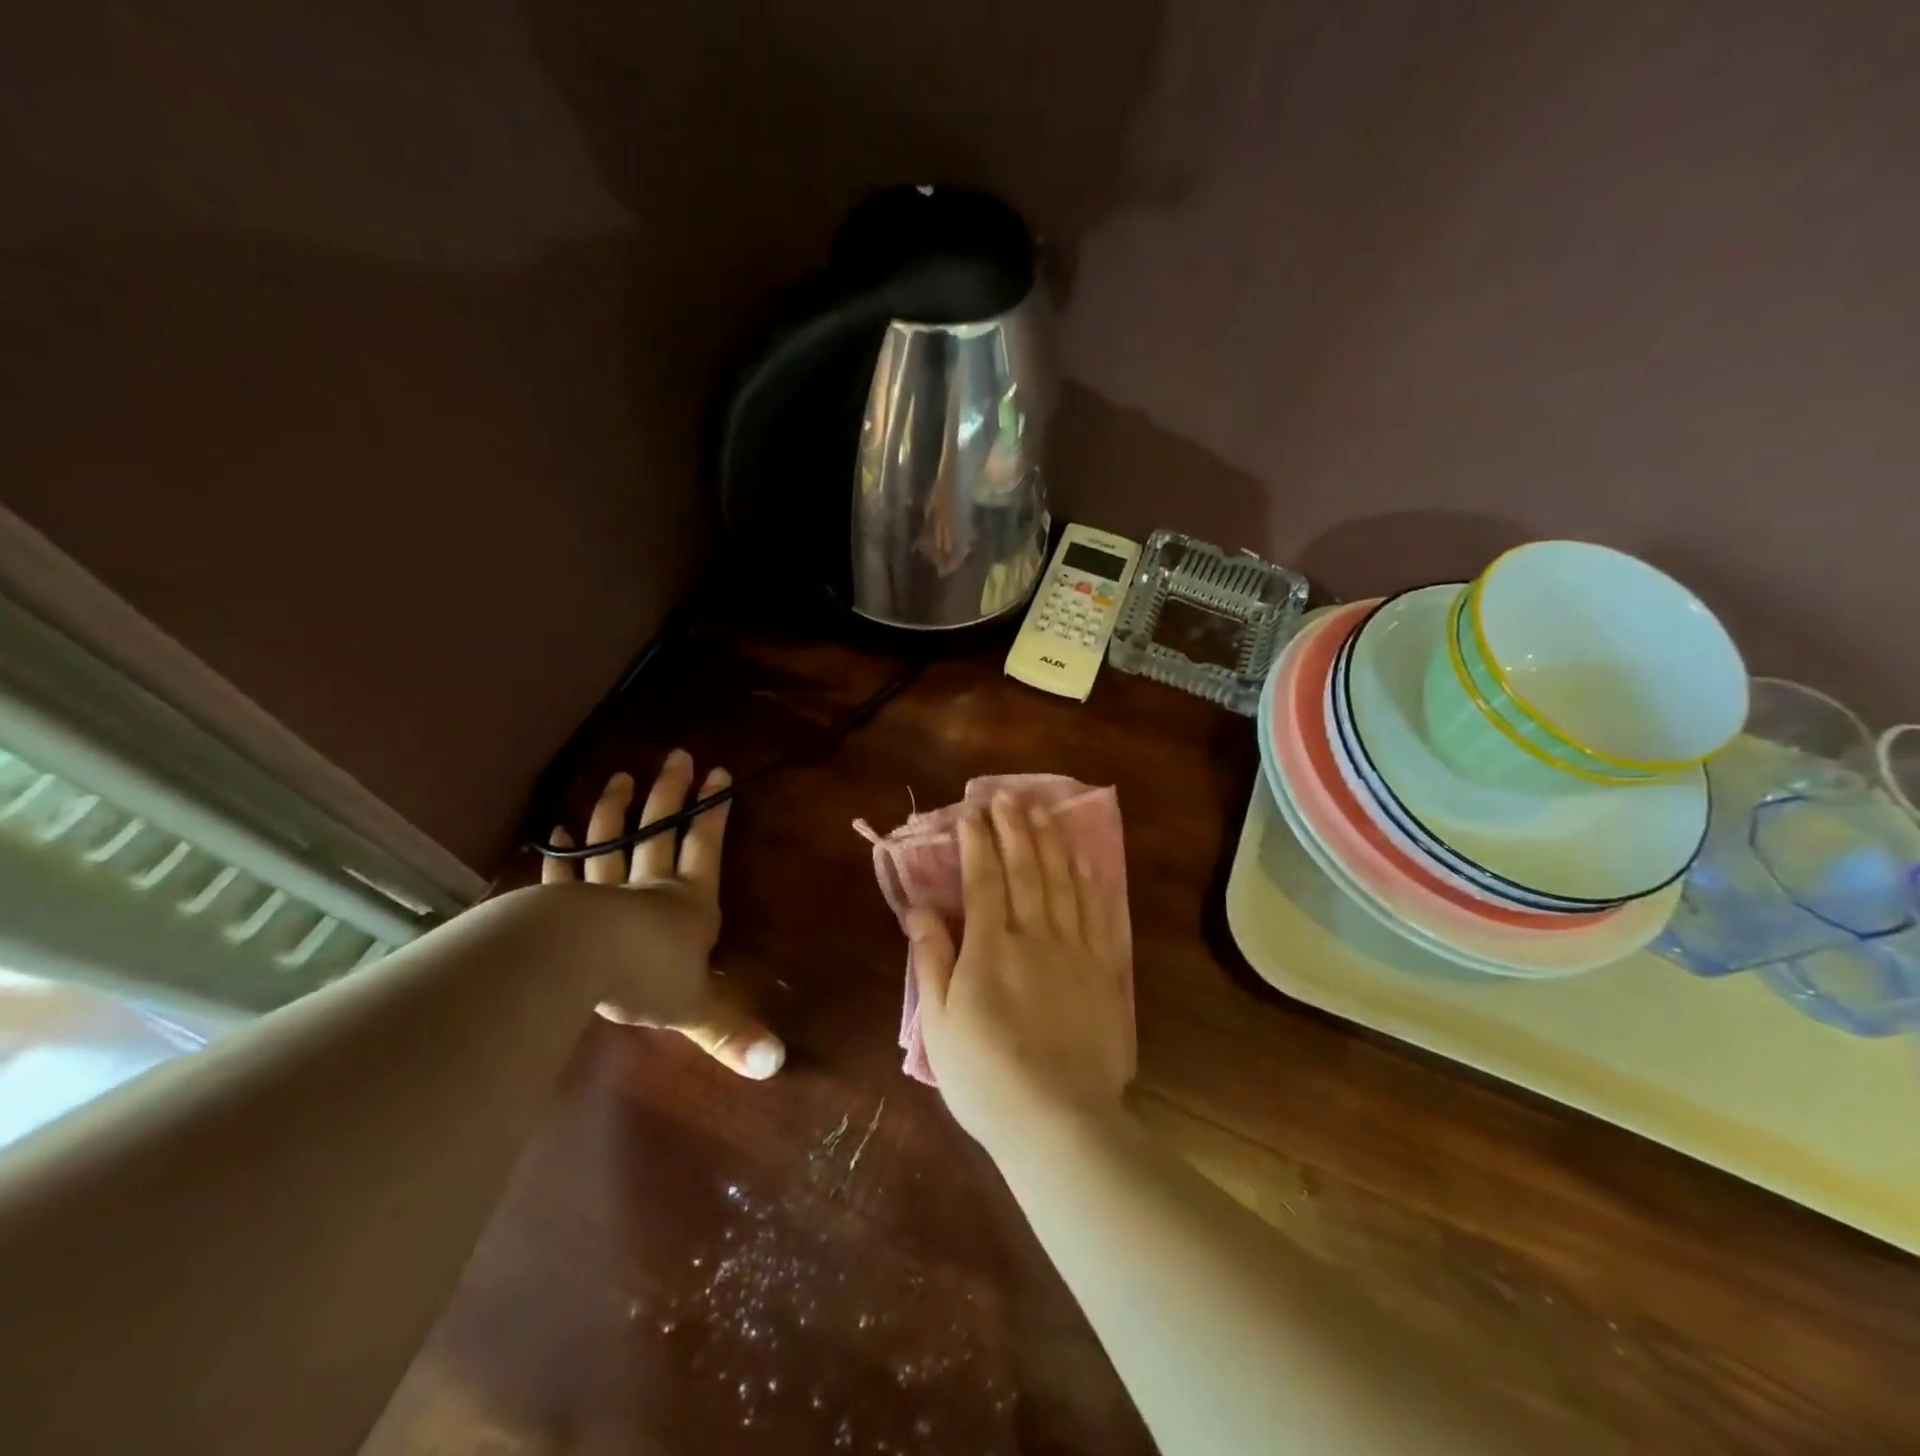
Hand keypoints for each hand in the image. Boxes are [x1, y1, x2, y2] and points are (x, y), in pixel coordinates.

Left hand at [542, 752, 784, 1079]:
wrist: (578, 966)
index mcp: (689, 904)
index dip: (714, 812)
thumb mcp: (696, 1011)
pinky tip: (557, 828)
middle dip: (672, 794)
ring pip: (613, 841)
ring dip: (617, 810)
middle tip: (677, 756)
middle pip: (661, 831)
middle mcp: (651, 888)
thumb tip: (777, 1066)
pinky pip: (564, 872)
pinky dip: (561, 851)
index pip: (706, 848)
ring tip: (621, 776)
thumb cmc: (647, 979)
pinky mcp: (563, 903)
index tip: (719, 774)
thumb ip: (732, 1033)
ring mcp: (603, 891)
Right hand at [905, 795, 1132, 1149]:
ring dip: (1050, 844)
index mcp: (990, 947)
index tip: (971, 813)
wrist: (1059, 1120)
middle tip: (1007, 796)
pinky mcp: (1105, 971)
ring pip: (1063, 882)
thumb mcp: (939, 1022)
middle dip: (1014, 828)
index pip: (983, 879)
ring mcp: (1075, 950)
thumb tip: (919, 908)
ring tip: (1042, 812)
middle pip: (1026, 869)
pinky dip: (1089, 882)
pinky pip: (1098, 914)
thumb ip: (931, 959)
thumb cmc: (986, 1076)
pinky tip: (1084, 863)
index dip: (977, 842)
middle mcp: (1035, 935)